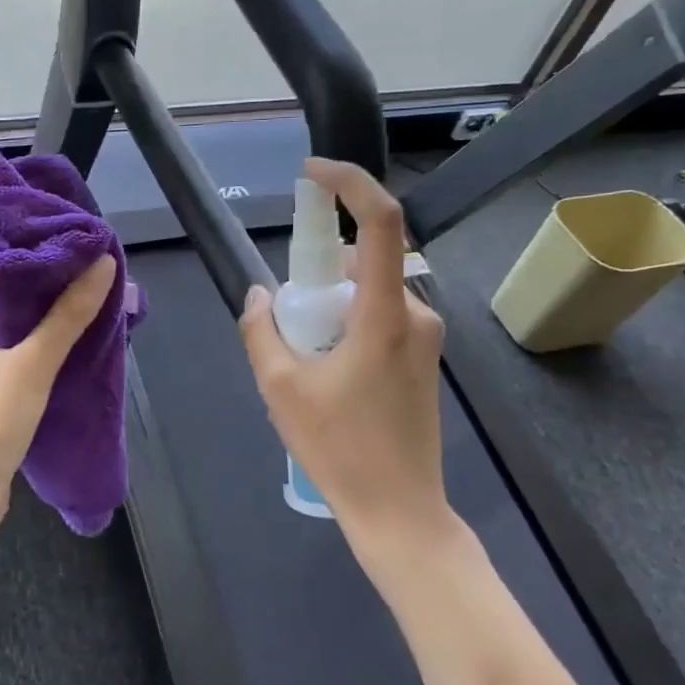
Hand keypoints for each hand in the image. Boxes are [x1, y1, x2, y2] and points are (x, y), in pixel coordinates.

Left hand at [0, 249, 117, 536]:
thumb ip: (66, 315)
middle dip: (11, 265)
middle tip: (54, 249)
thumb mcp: (31, 364)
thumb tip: (101, 263)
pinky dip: (29, 334)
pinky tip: (61, 333)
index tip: (17, 223)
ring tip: (65, 282)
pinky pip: (4, 347)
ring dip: (24, 301)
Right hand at [238, 158, 451, 551]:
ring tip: (305, 359)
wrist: (399, 510)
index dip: (350, 184)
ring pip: (369, 291)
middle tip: (289, 320)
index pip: (382, 223)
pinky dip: (347, 323)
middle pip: (365, 261)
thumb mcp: (280, 388)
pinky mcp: (423, 357)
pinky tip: (327, 372)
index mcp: (384, 315)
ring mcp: (424, 337)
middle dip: (320, 272)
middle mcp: (415, 314)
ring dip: (331, 304)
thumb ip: (262, 330)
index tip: (312, 173)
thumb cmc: (339, 449)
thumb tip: (260, 295)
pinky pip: (380, 316)